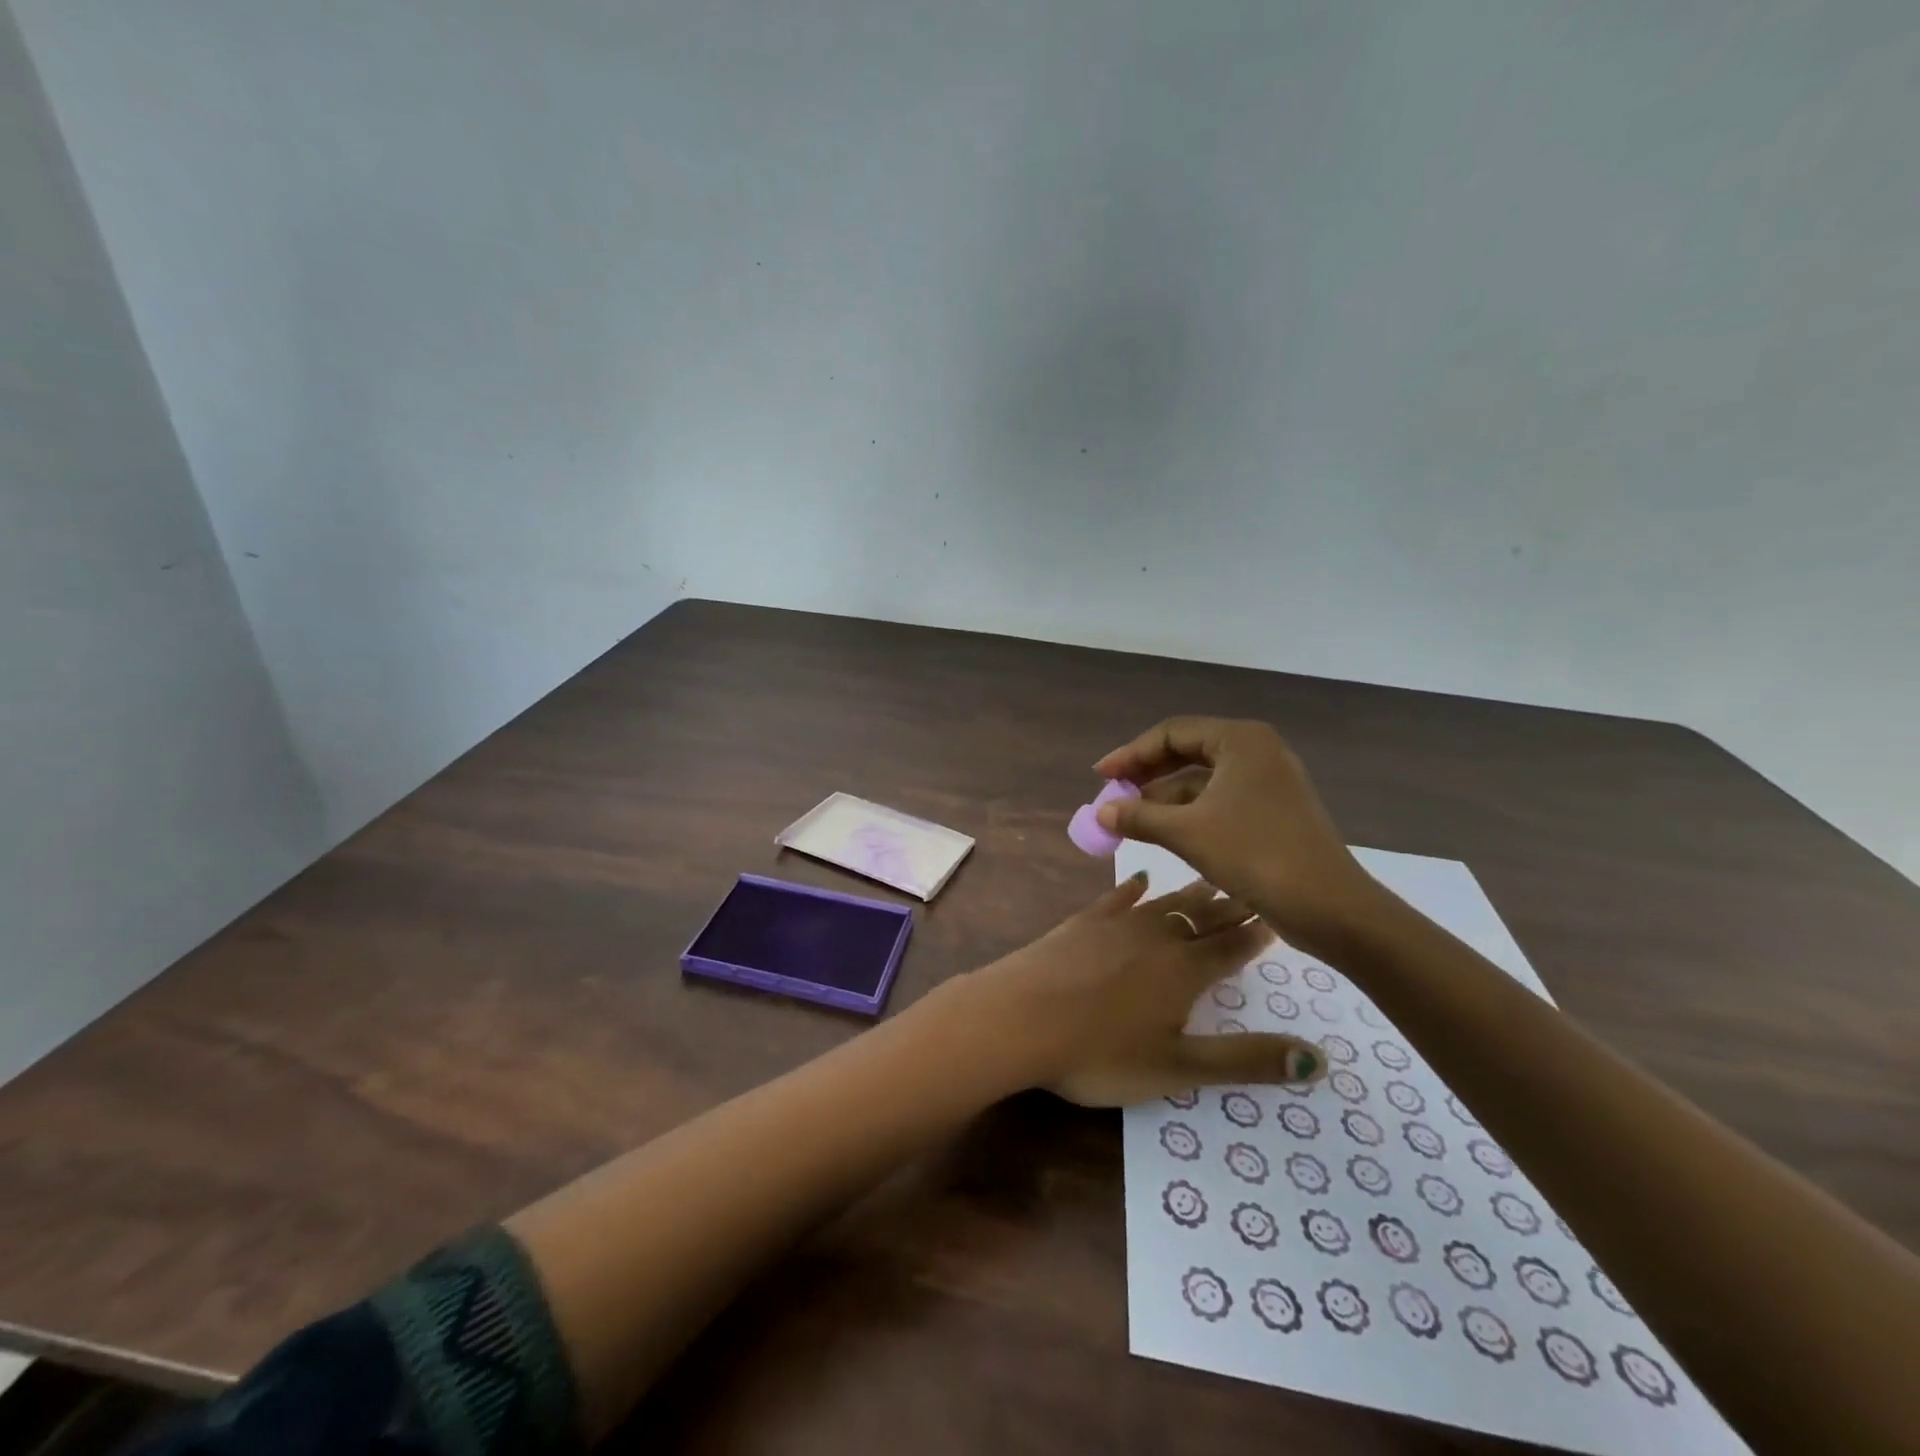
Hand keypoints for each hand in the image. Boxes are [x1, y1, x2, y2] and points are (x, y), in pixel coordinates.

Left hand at [959, 875, 1325, 1107]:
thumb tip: (1319, 1059)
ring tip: (1212, 881)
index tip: (1279, 914)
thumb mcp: (1177, 1068)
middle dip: (1231, 905)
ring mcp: (1115, 925)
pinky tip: (1141, 878)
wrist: (1018, 1017)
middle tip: (1254, 888)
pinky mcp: (1081, 923)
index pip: (1232, 946)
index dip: (1257, 935)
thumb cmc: (1099, 1053)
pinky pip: (1116, 898)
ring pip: (1165, 902)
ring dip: (1191, 893)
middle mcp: (1156, 937)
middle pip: (1203, 917)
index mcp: (1185, 971)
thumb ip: (1245, 1060)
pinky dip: (1132, 888)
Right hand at [1092, 716, 1379, 955]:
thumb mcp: (1187, 833)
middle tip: (1112, 795)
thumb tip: (1101, 812)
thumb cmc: (1255, 855)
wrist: (1330, 907)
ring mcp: (1267, 782)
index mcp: (1240, 740)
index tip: (1101, 777)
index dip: (1131, 754)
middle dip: (1146, 775)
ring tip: (1129, 820)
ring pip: (1202, 780)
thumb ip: (1139, 817)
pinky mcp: (1272, 811)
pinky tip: (1162, 833)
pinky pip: (1218, 800)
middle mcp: (1256, 751)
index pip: (1172, 733)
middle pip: (1187, 752)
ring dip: (1164, 798)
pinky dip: (1188, 813)